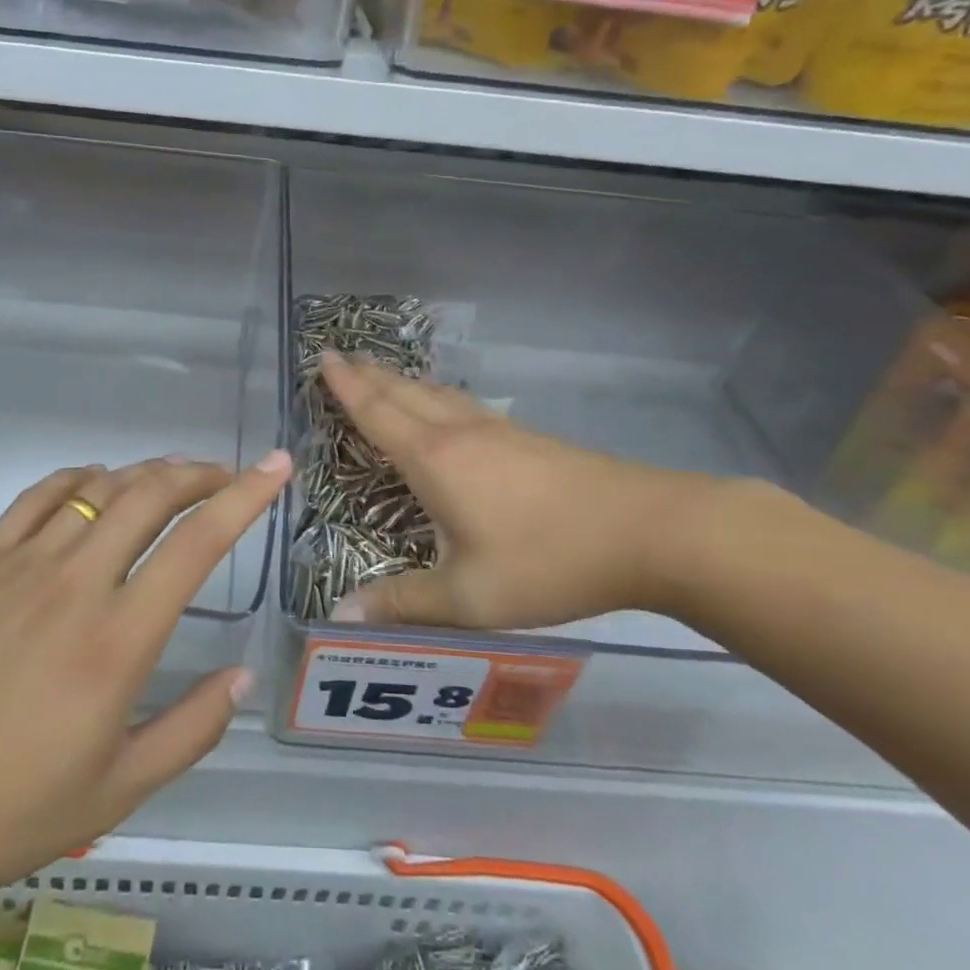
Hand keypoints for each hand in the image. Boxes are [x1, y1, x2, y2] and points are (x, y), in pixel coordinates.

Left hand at [0, 451, 290, 915]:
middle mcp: (75, 583)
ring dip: (147, 473)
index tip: (277, 466)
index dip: (246, 497)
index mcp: (116, 641)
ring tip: (174, 480)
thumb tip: (240, 677)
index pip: (197, 544)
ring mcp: (20, 564)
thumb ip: (189, 732)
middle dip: (200, 472)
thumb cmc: (0, 812)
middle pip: (150, 494)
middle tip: (229, 474)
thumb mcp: (113, 795)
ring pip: (99, 487)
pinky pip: (38, 495)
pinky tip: (95, 484)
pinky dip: (79, 476)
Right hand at [321, 353, 713, 628]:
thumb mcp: (468, 596)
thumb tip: (340, 614)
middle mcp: (460, 433)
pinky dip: (437, 396)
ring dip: (402, 381)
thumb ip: (403, 604)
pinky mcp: (528, 440)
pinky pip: (464, 405)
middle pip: (404, 393)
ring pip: (437, 395)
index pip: (377, 413)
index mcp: (435, 460)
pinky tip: (449, 408)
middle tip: (341, 355)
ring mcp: (499, 431)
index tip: (323, 357)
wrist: (646, 530)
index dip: (347, 386)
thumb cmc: (547, 560)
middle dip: (368, 374)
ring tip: (383, 374)